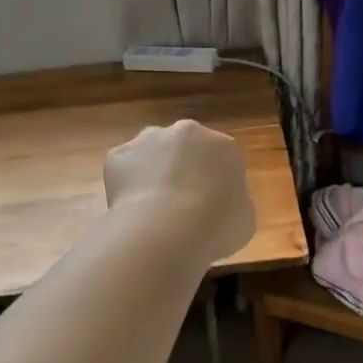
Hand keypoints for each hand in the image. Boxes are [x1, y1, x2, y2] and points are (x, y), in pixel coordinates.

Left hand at [104, 120, 255, 265]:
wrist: (165, 230)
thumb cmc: (216, 226)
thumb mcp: (244, 219)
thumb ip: (234, 202)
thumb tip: (220, 203)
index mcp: (224, 146)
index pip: (222, 159)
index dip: (215, 184)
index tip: (211, 208)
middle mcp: (187, 132)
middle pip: (186, 149)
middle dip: (184, 170)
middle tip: (181, 205)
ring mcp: (149, 139)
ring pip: (153, 153)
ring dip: (154, 172)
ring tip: (153, 210)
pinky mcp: (118, 154)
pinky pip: (125, 169)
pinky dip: (127, 185)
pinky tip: (131, 211)